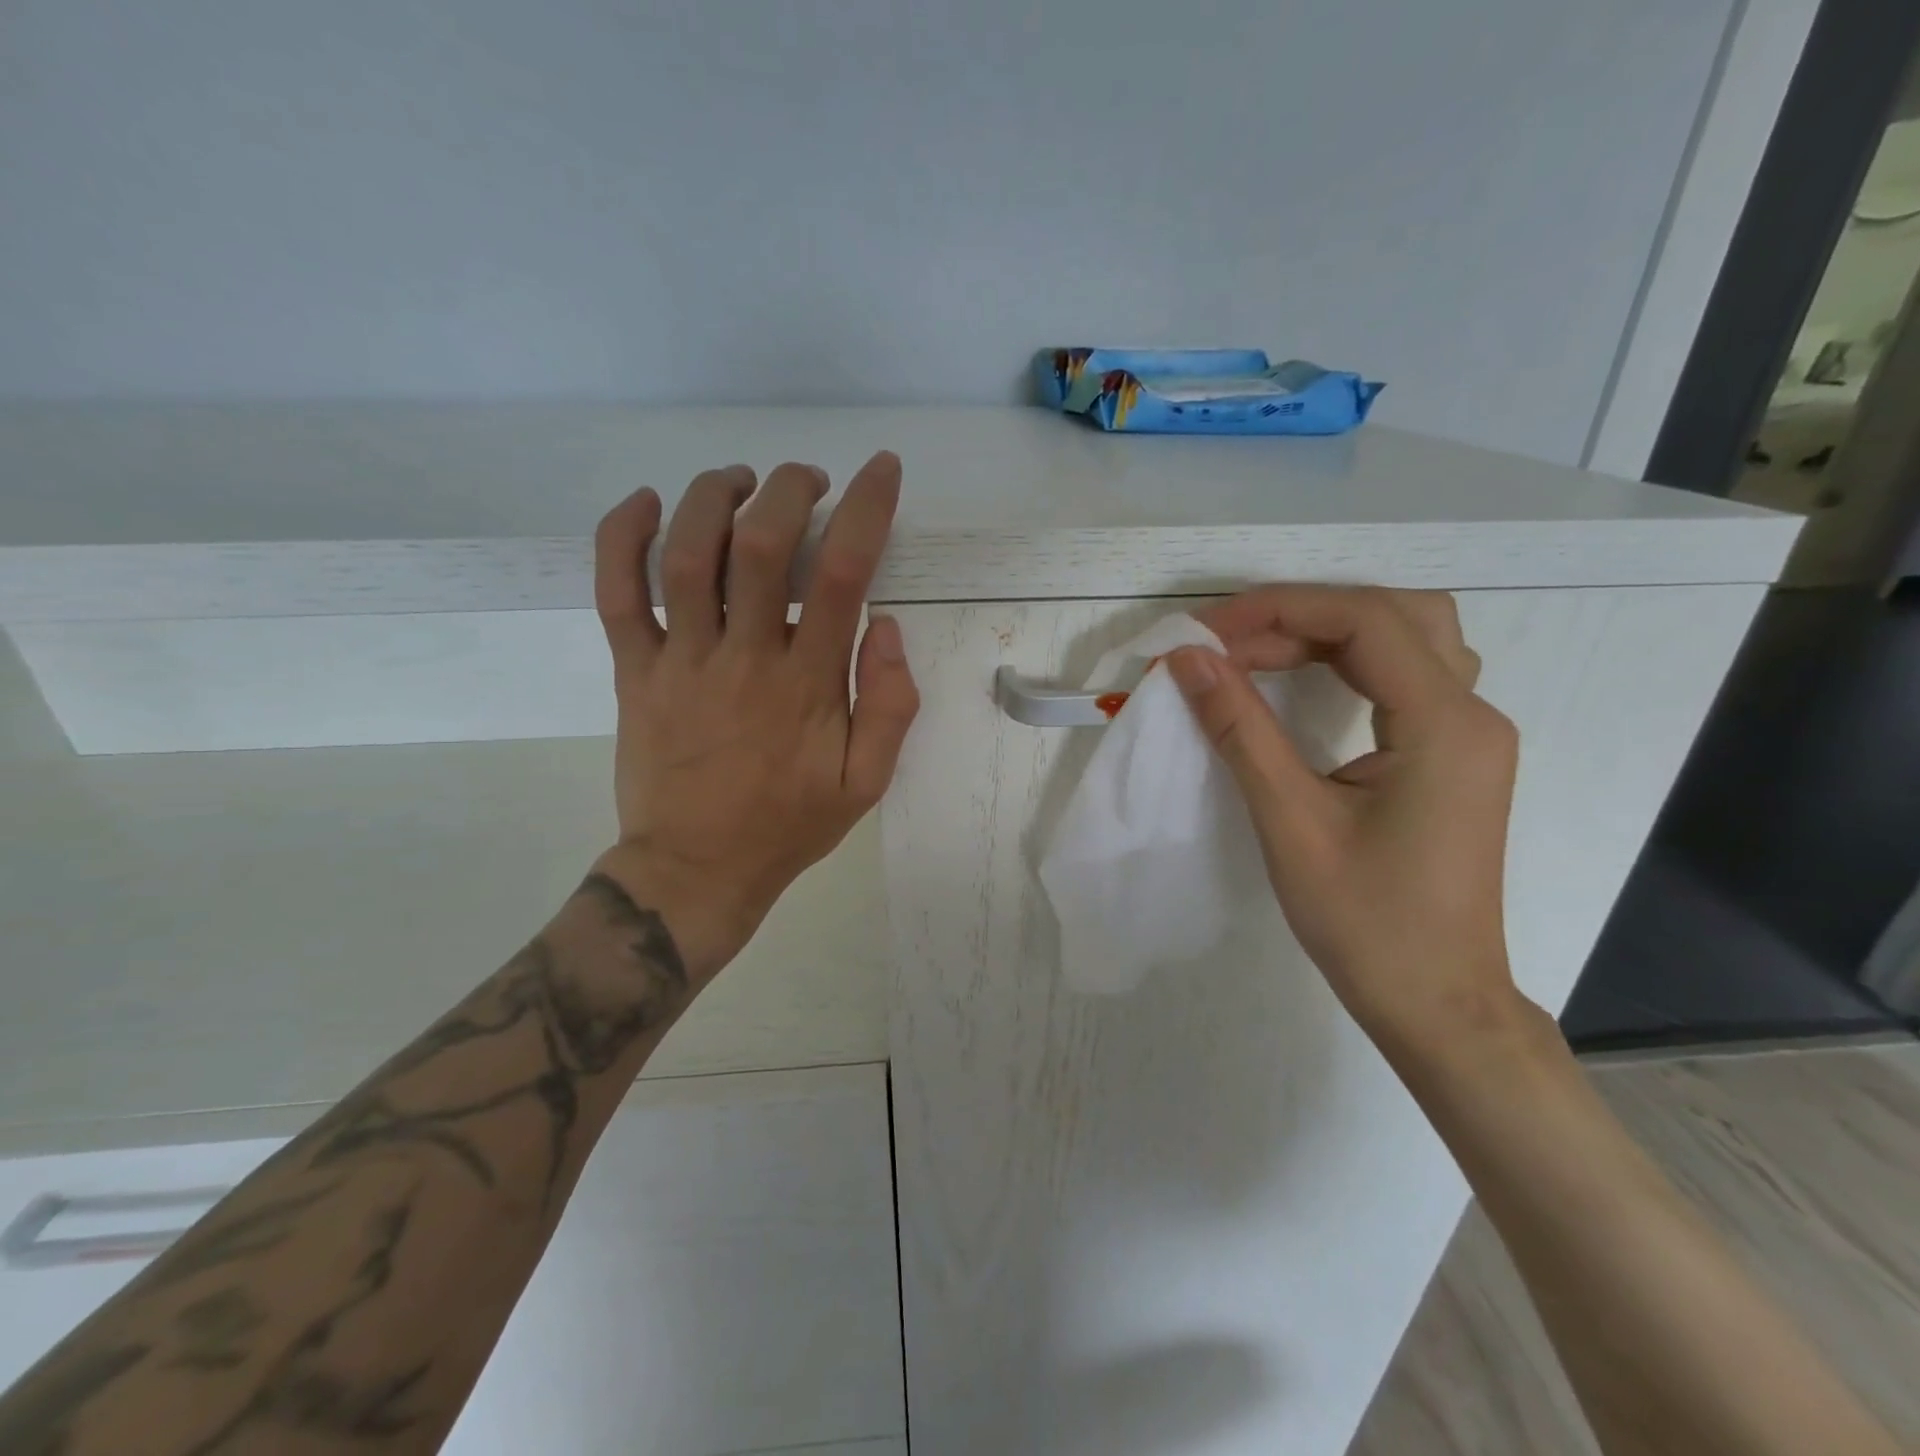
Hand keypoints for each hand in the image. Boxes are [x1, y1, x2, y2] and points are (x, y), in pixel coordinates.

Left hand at [588, 453, 919, 977]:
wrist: (696, 870)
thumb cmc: (787, 825)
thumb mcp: (865, 782)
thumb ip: (889, 707)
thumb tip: (885, 627)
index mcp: (806, 685)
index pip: (840, 574)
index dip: (866, 509)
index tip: (880, 470)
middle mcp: (743, 658)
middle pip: (760, 544)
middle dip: (789, 490)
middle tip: (807, 481)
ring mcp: (680, 661)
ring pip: (688, 555)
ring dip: (716, 497)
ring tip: (742, 479)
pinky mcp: (634, 672)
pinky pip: (617, 594)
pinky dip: (623, 538)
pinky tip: (646, 502)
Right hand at [1164, 586, 1521, 1045]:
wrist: (1435, 1001)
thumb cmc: (1366, 921)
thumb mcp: (1290, 820)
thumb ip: (1239, 728)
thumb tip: (1187, 660)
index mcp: (1446, 725)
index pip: (1365, 621)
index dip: (1280, 610)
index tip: (1207, 634)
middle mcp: (1472, 714)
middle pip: (1392, 615)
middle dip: (1302, 614)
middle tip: (1231, 644)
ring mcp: (1469, 734)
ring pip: (1405, 639)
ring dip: (1327, 632)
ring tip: (1256, 655)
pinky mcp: (1452, 755)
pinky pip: (1404, 676)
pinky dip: (1347, 662)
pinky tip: (1303, 682)